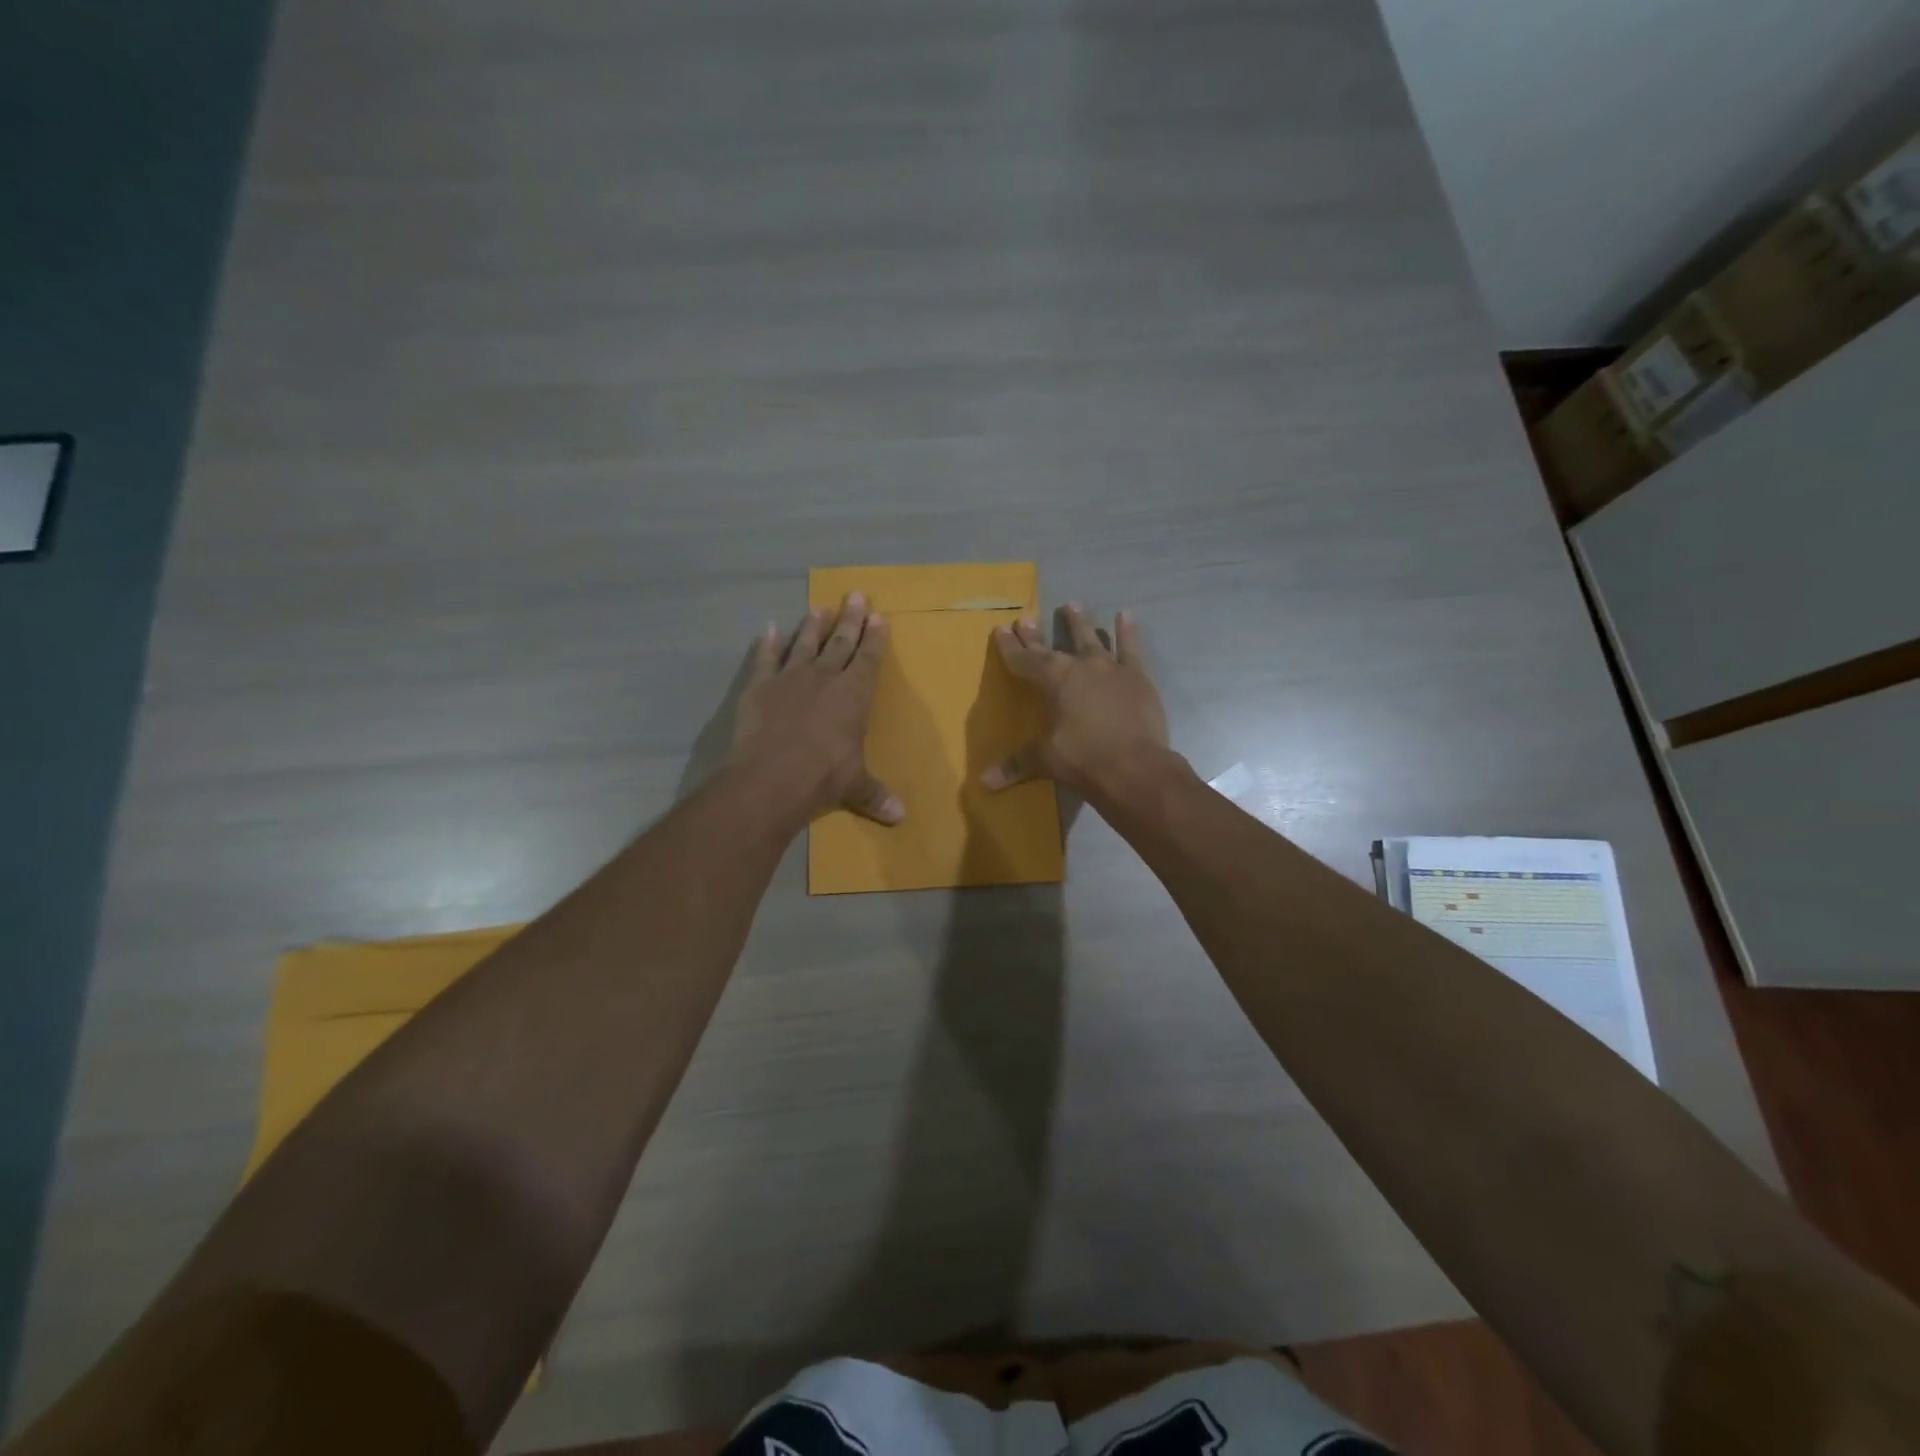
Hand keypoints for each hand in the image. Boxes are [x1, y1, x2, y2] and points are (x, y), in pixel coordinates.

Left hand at [730, 593, 904, 825]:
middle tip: (856, 595)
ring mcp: (789, 679)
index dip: (875, 638)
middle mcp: (824, 678)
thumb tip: (900, 818)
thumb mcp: (855, 786)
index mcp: (853, 696)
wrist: (770, 778)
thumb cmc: (822, 778)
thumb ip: (875, 795)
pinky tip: (770, 629)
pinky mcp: (759, 687)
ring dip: (813, 626)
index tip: (879, 616)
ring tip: (820, 607)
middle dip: (850, 619)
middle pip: (840, 642)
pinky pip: (765, 659)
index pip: (868, 659)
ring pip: (805, 644)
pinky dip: (768, 644)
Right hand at [981, 604, 1170, 797]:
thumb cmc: (1083, 760)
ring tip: (1072, 604)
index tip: (1001, 629)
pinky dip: (1128, 632)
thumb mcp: (1045, 761)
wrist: (1135, 767)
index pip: (1024, 660)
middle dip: (1035, 635)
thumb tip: (984, 782)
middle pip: (1052, 648)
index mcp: (1052, 681)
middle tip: (1026, 617)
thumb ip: (1016, 764)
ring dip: (1080, 623)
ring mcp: (1110, 668)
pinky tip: (1126, 615)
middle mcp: (1079, 666)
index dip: (1011, 647)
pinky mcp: (1137, 677)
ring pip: (1091, 639)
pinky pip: (1131, 649)